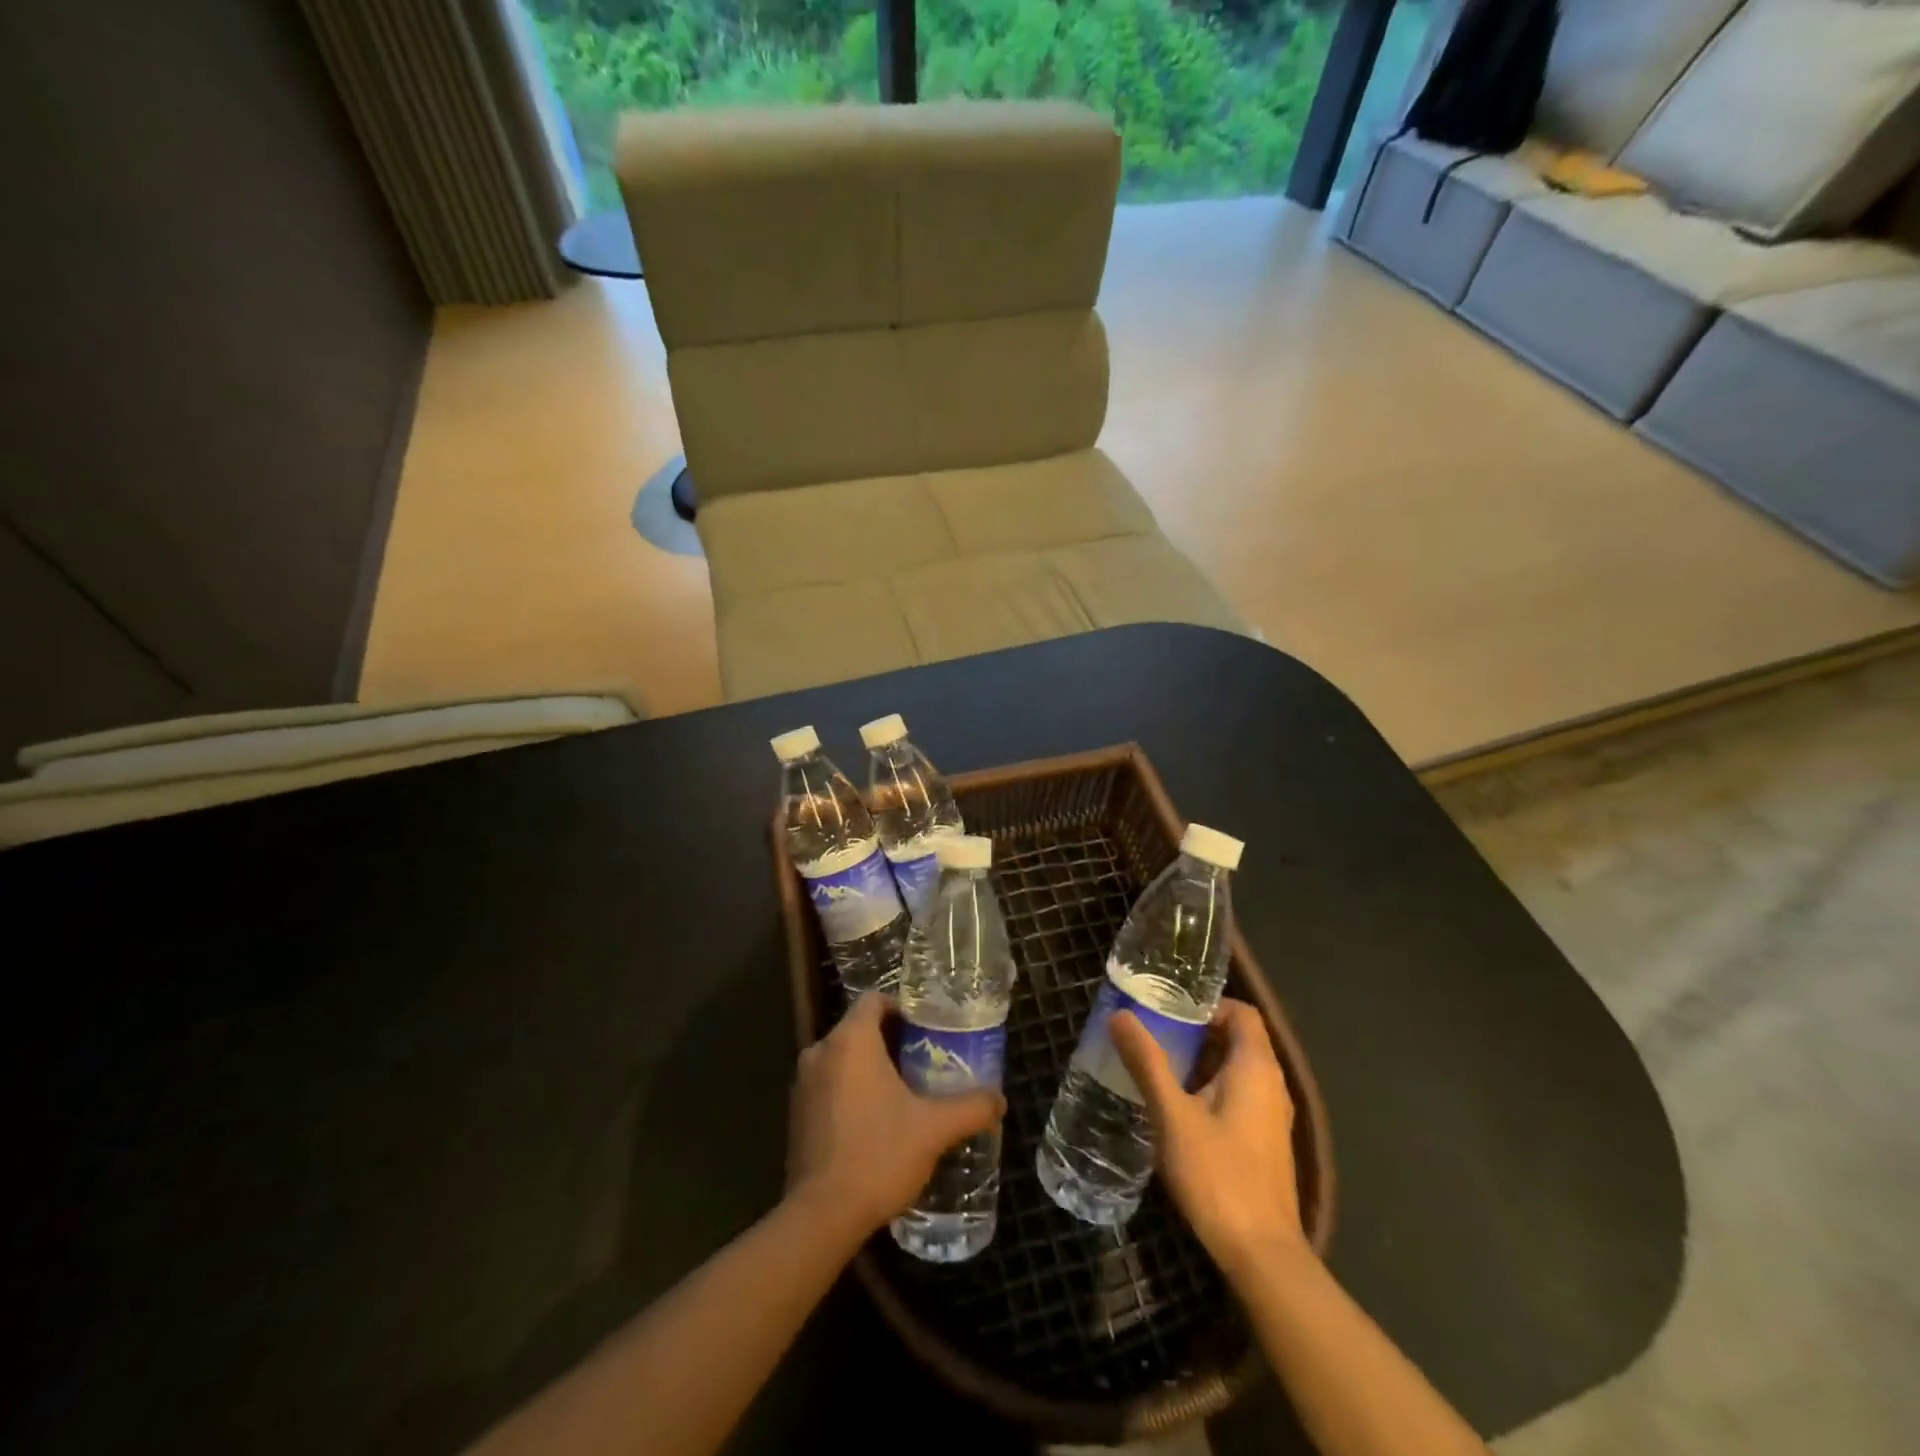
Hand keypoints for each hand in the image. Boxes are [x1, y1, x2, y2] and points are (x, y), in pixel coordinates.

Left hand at [786, 993, 1006, 1239]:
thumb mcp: (934, 1129)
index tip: (928, 1030)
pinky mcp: (796, 1113)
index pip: (875, 999)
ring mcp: (803, 1083)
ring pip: (843, 1058)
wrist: (821, 1217)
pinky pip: (829, 1084)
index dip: (903, 1008)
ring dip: (871, 1068)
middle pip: (860, 1028)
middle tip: (926, 1061)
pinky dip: (851, 1090)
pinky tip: (877, 1121)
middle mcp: (820, 1051)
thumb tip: (999, 1100)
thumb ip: (970, 1108)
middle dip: (892, 1041)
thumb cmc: (878, 1155)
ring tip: (906, 1092)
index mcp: (850, 1040)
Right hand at [1110, 998, 1306, 1276]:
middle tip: (1152, 1037)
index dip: (1206, 1005)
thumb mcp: (1172, 1115)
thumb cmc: (1218, 1176)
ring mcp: (1272, 1116)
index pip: (1241, 1012)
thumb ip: (1147, 1062)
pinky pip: (1238, 1096)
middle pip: (1237, 1039)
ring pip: (1236, 1070)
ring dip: (1199, 1063)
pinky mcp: (1265, 1142)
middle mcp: (1272, 1085)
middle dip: (1195, 1033)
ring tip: (1156, 1069)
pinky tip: (1177, 1110)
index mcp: (1256, 1067)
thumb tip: (1119, 1015)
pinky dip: (1209, 1089)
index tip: (1167, 1013)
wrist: (1262, 1256)